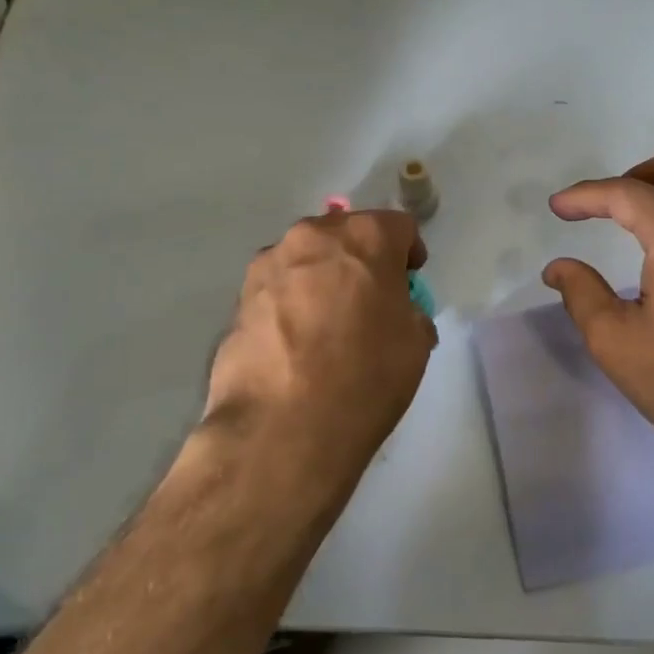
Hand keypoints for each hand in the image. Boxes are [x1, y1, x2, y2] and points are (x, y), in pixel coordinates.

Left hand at [204, 209, 435, 478]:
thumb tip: (394, 312)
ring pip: (306, 259)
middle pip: (345, 234)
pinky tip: (294, 344)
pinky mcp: (239, 298)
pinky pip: (277, 289)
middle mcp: (313, 236)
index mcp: (366, 236)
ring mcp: (269, 265)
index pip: (398, 226)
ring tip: (325, 324)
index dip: (408, 253)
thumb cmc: (365, 376)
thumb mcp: (415, 344)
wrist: (282, 427)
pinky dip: (290, 304)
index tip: (409, 282)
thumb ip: (408, 311)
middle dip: (360, 259)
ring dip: (320, 278)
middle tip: (368, 300)